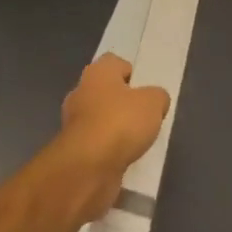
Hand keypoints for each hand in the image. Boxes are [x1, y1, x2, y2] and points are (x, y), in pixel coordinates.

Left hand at [54, 53, 169, 221]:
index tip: (145, 90)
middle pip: (106, 91)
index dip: (131, 73)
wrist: (88, 168)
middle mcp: (81, 92)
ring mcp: (73, 122)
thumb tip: (156, 100)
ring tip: (137, 140)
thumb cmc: (120, 122)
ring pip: (100, 119)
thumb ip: (158, 96)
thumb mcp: (154, 103)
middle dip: (123, 103)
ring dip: (115, 128)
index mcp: (97, 72)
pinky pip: (96, 143)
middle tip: (144, 115)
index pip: (114, 63)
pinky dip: (108, 149)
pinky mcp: (73, 150)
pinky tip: (124, 157)